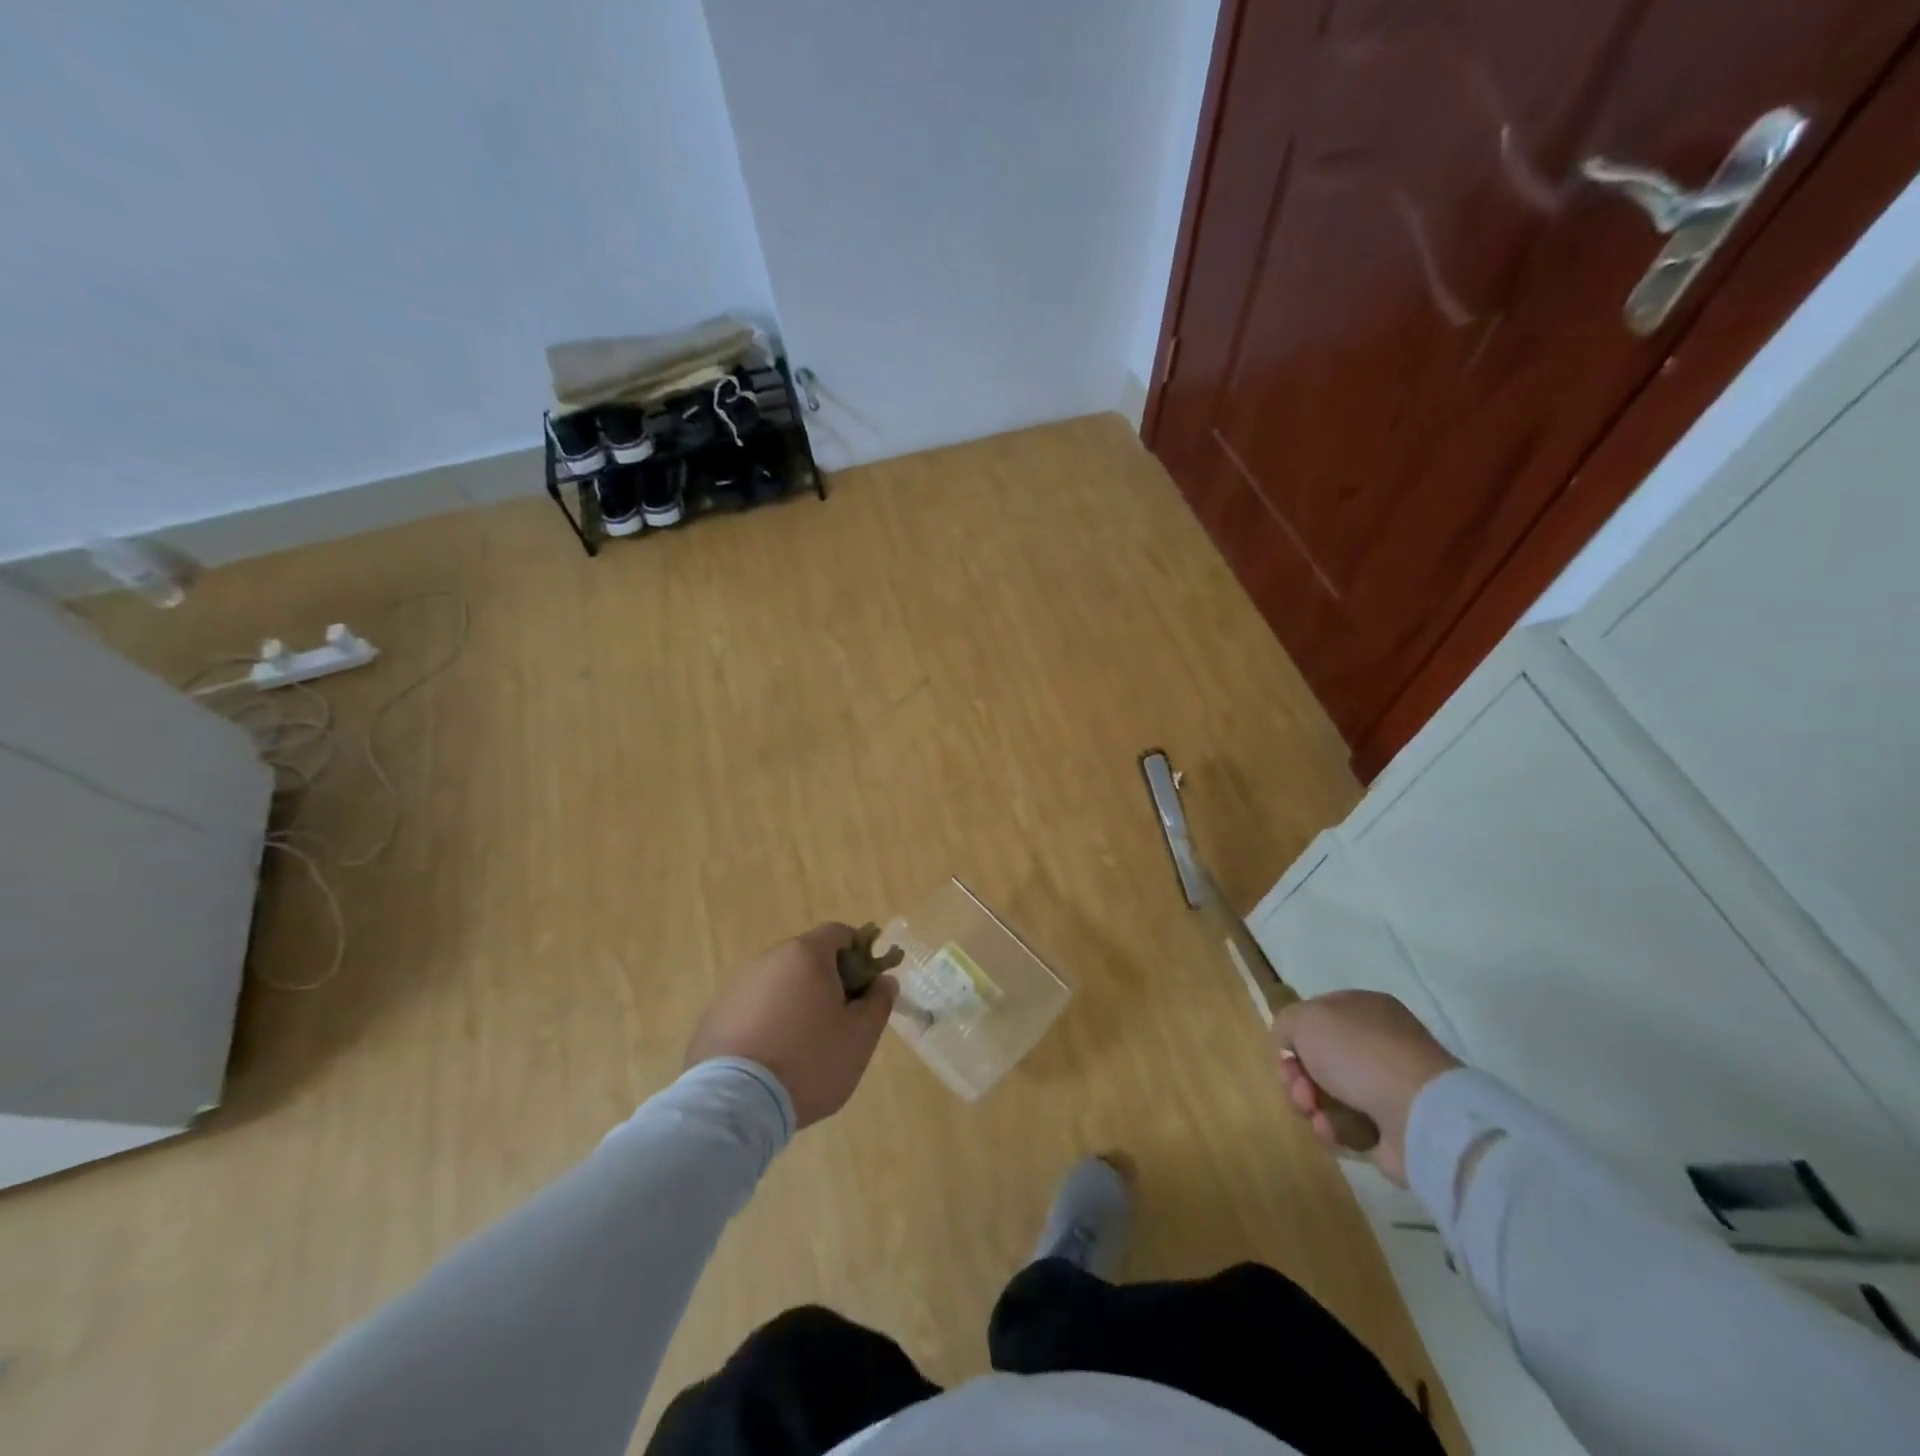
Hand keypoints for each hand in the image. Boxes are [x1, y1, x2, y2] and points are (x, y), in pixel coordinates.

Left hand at [685, 923, 897, 1128]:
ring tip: (802, 1046)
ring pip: (778, 984)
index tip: (866, 987)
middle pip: (807, 958)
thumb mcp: (860, 1037)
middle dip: (827, 981)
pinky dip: (766, 1022)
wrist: (735, 1104)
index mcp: (806, 955)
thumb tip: (884, 981)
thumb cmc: (810, 1062)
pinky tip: (771, 1059)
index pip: (839, 933)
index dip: (859, 953)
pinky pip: (752, 1008)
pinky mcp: (714, 1016)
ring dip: (795, 1002)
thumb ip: (879, 1002)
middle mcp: (768, 960)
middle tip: (839, 1021)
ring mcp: (737, 986)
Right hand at [1271, 990, 1461, 1184]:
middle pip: (1319, 1059)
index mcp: (1365, 1009)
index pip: (1318, 1017)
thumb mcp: (1305, 1018)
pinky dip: (1334, 1128)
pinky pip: (1348, 1126)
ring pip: (1329, 1094)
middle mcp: (1379, 1043)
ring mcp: (1389, 1087)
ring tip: (1313, 1113)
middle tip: (1298, 1087)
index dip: (1295, 1036)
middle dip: (1298, 1076)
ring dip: (1310, 1104)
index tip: (1286, 1053)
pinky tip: (1331, 1129)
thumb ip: (1287, 1022)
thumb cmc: (1359, 1052)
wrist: (1419, 1114)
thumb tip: (1289, 1042)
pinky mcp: (1393, 1127)